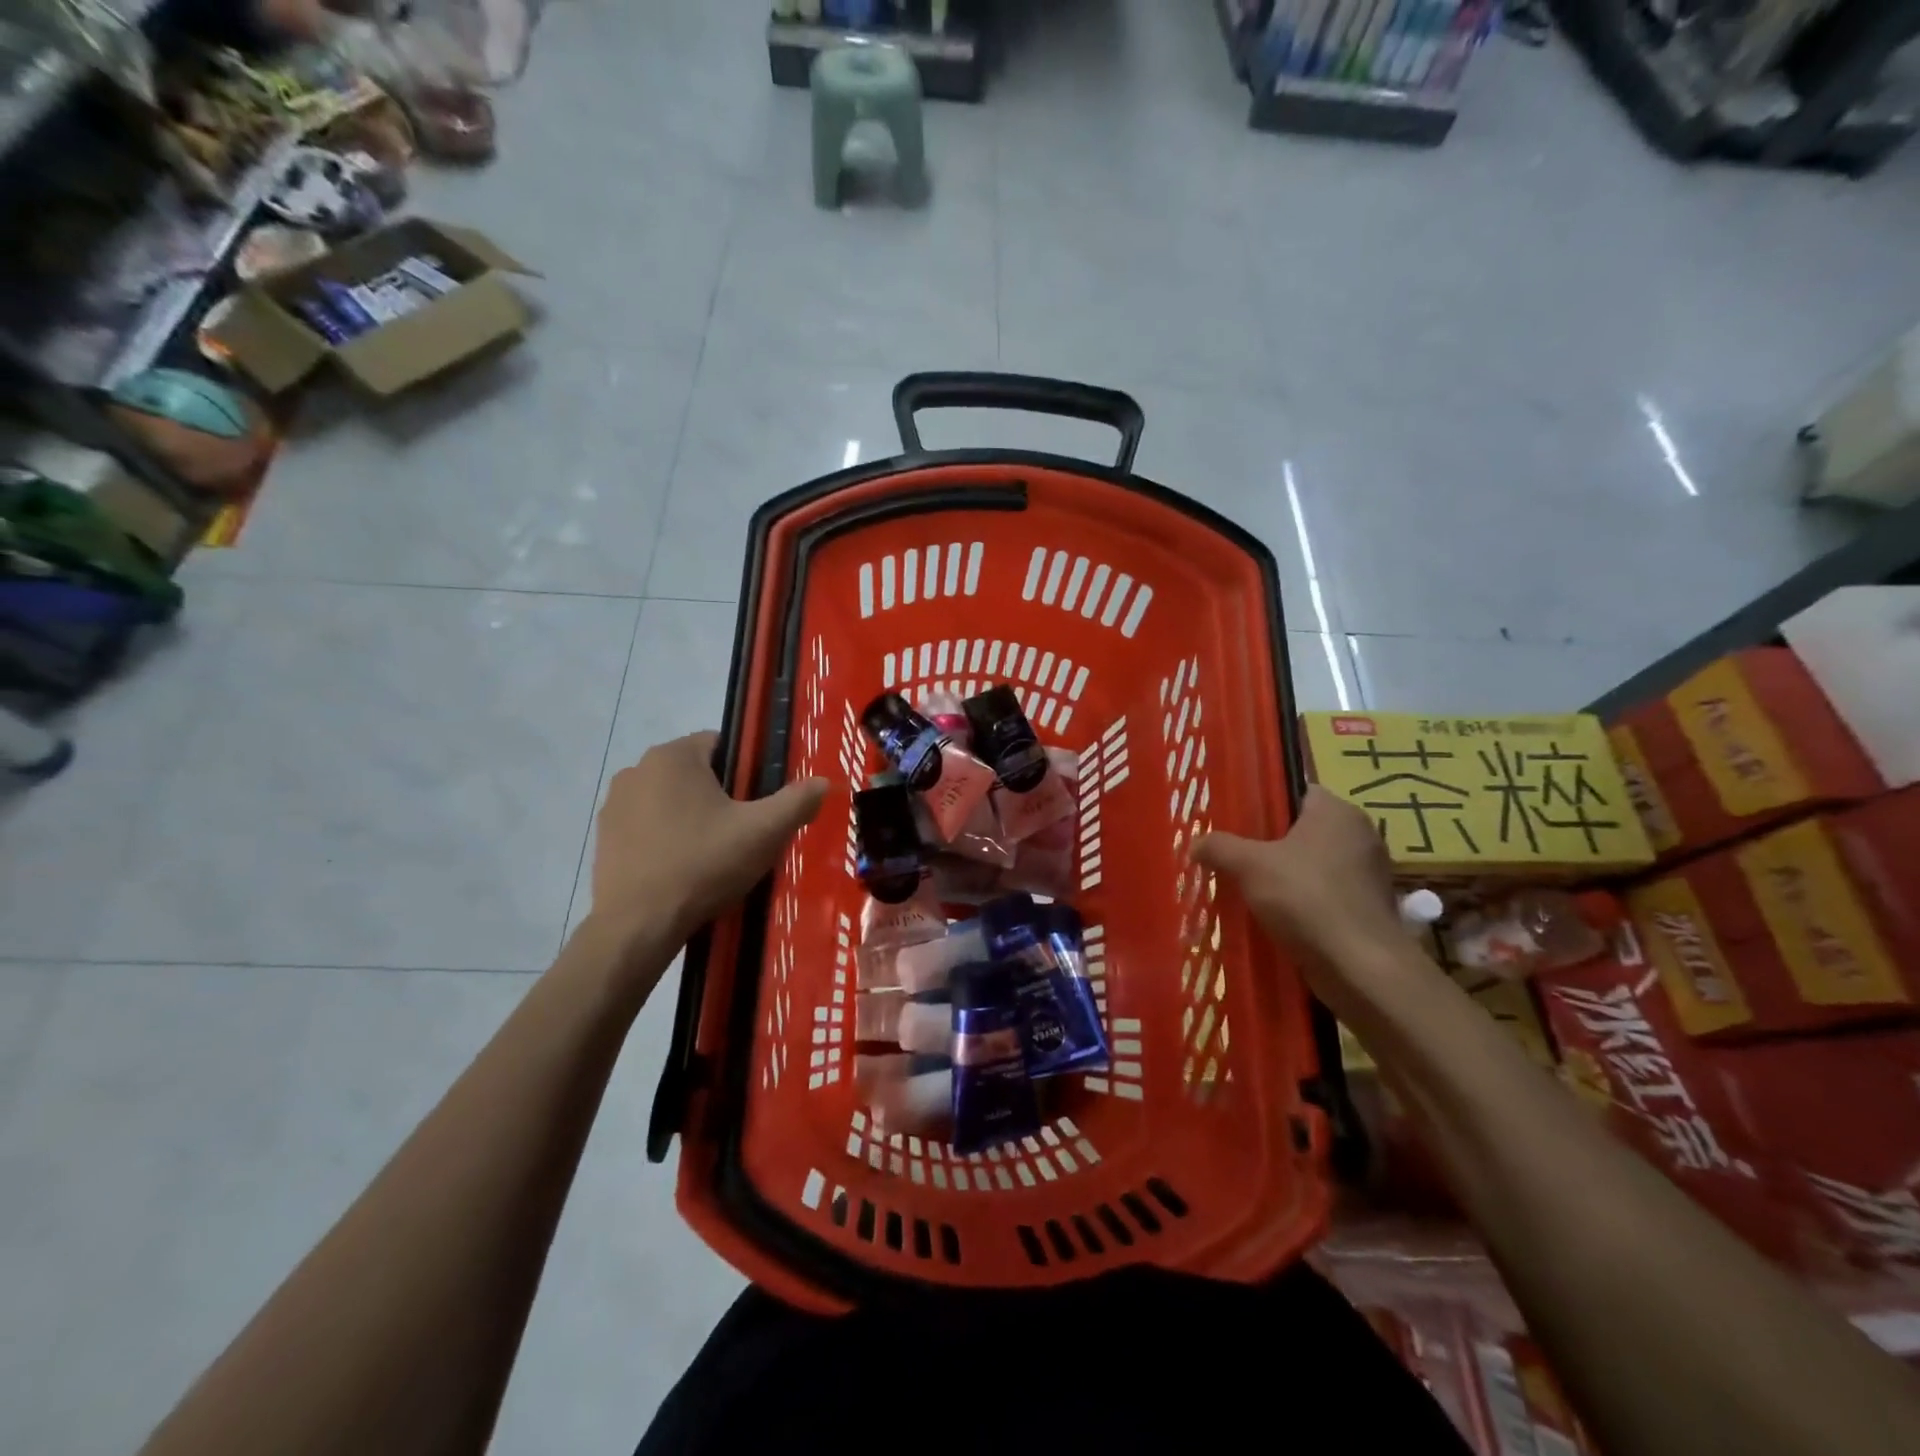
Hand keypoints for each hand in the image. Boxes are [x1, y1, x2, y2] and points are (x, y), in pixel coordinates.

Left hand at [590, 732, 829, 947]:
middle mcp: (637, 769)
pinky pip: (647, 825)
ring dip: (690, 816)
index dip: (746, 771)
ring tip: (712, 855)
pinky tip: (681, 868)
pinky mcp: (603, 837)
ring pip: (670, 799)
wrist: (638, 924)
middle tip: (741, 833)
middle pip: (695, 772)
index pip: (720, 744)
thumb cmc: (703, 864)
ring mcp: (614, 804)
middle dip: (719, 795)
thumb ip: (797, 801)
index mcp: (674, 756)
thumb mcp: (764, 832)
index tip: (757, 804)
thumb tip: (824, 782)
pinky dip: (665, 838)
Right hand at [1192, 787, 1407, 987]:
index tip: (1236, 821)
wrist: (1359, 966)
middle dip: (1270, 843)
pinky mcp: (1367, 909)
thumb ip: (1219, 847)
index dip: (1264, 803)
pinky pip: (1326, 894)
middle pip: (1303, 830)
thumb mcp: (1249, 865)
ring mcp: (1368, 874)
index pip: (1296, 791)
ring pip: (1314, 865)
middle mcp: (1359, 835)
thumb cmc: (1306, 898)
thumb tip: (1195, 843)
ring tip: (1248, 887)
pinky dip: (1303, 902)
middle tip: (1234, 855)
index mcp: (1337, 812)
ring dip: (1285, 875)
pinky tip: (1275, 916)